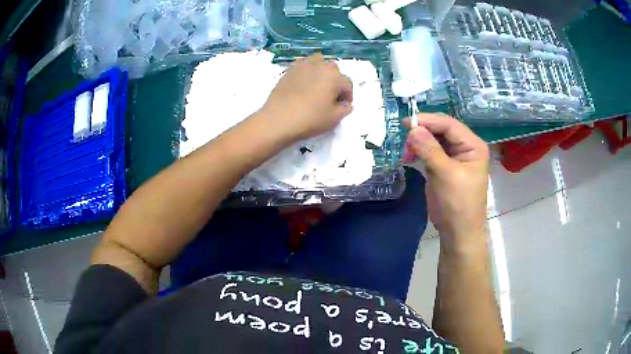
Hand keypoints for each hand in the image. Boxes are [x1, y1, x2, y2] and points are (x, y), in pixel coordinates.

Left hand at [261, 53, 353, 141]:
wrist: (278, 119)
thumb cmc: (310, 119)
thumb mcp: (334, 118)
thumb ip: (345, 109)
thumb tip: (346, 104)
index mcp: (335, 76)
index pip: (347, 84)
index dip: (347, 96)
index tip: (343, 106)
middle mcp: (321, 66)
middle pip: (333, 70)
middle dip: (335, 81)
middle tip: (330, 96)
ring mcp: (303, 65)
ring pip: (318, 62)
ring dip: (321, 71)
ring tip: (316, 86)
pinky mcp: (289, 70)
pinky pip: (302, 66)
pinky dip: (306, 71)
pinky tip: (302, 84)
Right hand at [403, 114, 489, 250]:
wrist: (458, 232)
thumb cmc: (458, 204)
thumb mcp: (446, 175)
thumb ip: (430, 150)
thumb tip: (413, 128)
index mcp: (473, 145)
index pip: (449, 125)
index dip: (428, 121)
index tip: (406, 122)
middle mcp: (465, 147)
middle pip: (441, 130)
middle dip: (422, 132)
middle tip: (404, 138)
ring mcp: (454, 157)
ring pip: (434, 140)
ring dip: (419, 143)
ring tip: (406, 151)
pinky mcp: (443, 167)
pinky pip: (430, 152)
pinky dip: (419, 152)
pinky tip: (409, 157)